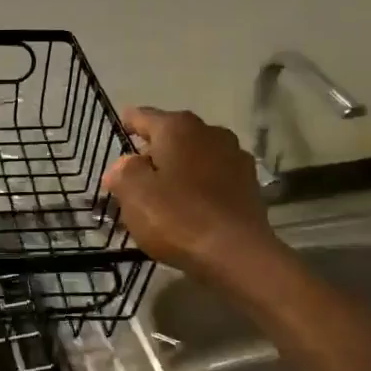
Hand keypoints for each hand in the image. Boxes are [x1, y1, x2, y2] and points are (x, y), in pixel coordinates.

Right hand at [102, 107, 277, 285]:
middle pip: (172, 136)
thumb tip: (124, 165)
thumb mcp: (134, 194)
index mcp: (177, 127)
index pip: (143, 116)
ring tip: (163, 193)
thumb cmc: (177, 217)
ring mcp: (235, 157)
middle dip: (153, 152)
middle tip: (135, 175)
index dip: (128, 123)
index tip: (120, 129)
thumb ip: (122, 172)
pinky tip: (191, 206)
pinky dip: (200, 185)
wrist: (237, 254)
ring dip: (179, 168)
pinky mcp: (250, 184)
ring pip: (195, 156)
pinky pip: (214, 177)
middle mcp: (209, 132)